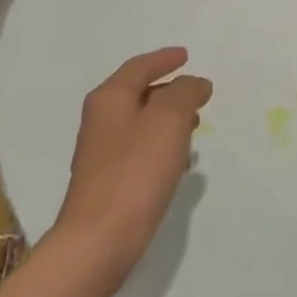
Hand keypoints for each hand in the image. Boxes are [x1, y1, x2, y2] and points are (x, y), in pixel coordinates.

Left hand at [53, 47, 210, 279]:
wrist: (99, 240)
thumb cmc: (135, 172)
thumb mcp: (168, 121)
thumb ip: (184, 93)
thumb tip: (194, 82)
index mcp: (110, 98)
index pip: (139, 67)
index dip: (164, 59)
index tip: (186, 55)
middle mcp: (100, 119)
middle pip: (138, 92)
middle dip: (169, 90)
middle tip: (197, 93)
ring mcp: (101, 152)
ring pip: (140, 122)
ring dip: (167, 119)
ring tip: (195, 125)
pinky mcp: (109, 180)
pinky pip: (140, 149)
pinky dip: (161, 145)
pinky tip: (179, 162)